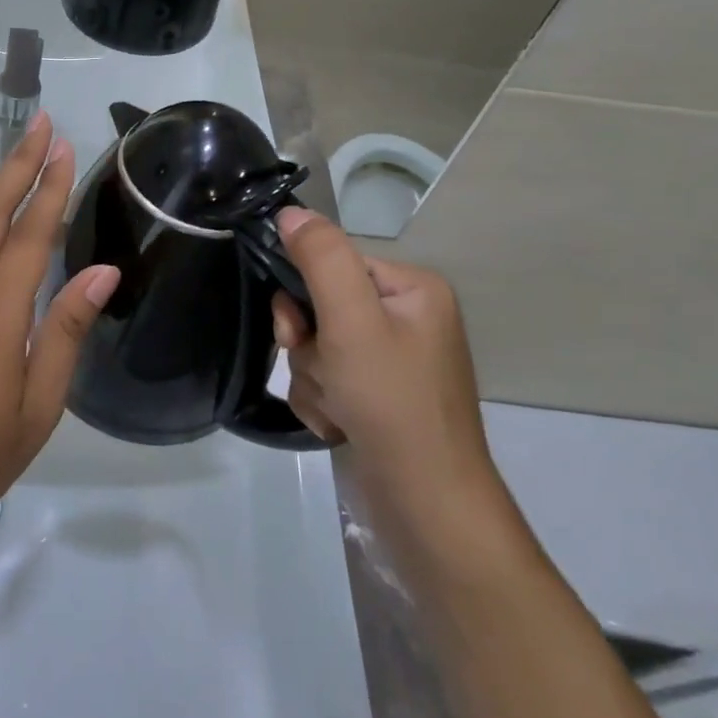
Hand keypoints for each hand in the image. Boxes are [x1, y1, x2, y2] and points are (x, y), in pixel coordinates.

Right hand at [270, 208, 511, 555]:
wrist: (426, 506)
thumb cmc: (392, 402)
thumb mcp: (351, 321)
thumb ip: (320, 259)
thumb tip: (290, 211)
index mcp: (413, 289)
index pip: (333, 264)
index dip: (304, 295)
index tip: (298, 331)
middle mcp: (407, 317)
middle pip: (320, 305)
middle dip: (308, 344)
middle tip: (324, 372)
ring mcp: (393, 359)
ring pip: (317, 345)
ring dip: (312, 376)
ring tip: (338, 408)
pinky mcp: (380, 394)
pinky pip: (328, 377)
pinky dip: (323, 399)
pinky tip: (339, 424)